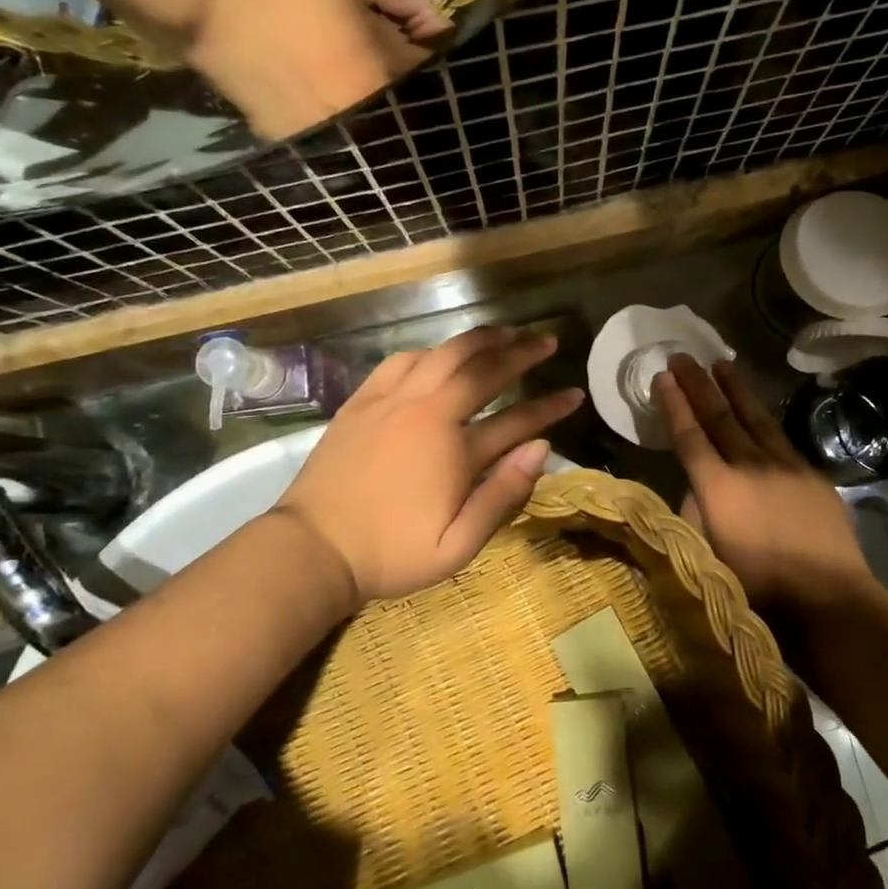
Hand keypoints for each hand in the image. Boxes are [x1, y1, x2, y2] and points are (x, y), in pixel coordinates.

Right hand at [188, 0, 453, 140]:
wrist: (215, 16)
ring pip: (385, 130)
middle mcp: (369, 113)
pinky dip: (359, 126)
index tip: (422, 46)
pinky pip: (353, 142)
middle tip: (393, 66)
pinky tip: (342, 102)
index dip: (433, 58)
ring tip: (365, 82)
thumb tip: (441, 24)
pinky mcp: (314, 146)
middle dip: (414, 89)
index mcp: (382, 73)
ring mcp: (342, 136)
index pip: (433, 75)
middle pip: (413, 109)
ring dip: (388, 111)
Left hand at [276, 327, 583, 606]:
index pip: (517, 420)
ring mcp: (392, 401)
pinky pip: (402, 360)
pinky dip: (430, 351)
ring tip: (504, 334)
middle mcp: (428, 412)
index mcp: (454, 449)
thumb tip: (541, 448)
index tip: (575, 393)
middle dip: (521, 352)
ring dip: (479, 340)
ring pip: (443, 353)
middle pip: (483, 369)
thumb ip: (502, 496)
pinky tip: (440, 353)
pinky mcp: (363, 401)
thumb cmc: (390, 554)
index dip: (550, 407)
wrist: (312, 548)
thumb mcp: (456, 547)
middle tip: (546, 341)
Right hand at [656, 356, 876, 617]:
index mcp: (718, 487)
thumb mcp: (708, 556)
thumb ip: (697, 513)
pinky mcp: (811, 474)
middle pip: (719, 416)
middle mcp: (749, 465)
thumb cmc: (759, 589)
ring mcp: (785, 466)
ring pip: (754, 417)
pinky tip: (759, 411)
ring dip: (735, 389)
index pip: (690, 435)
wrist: (829, 599)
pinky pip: (780, 437)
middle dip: (698, 384)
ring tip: (721, 364)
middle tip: (683, 356)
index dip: (674, 404)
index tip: (663, 376)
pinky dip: (764, 418)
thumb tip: (698, 487)